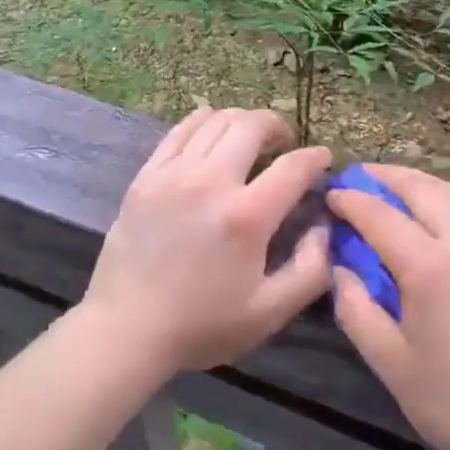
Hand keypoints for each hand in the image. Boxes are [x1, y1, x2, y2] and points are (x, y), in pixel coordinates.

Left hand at [84, 106, 332, 374]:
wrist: (127, 328)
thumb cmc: (202, 324)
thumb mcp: (270, 312)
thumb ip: (310, 269)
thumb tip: (322, 226)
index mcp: (246, 216)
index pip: (293, 167)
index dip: (315, 157)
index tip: (323, 158)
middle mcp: (211, 181)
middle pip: (252, 125)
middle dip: (277, 126)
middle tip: (283, 144)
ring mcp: (174, 173)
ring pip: (216, 120)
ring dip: (242, 122)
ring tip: (249, 139)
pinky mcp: (147, 174)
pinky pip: (181, 129)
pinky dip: (204, 122)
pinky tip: (212, 136)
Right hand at [328, 165, 449, 449]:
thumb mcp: (389, 362)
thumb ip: (356, 307)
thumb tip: (342, 267)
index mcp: (430, 266)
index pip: (379, 214)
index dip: (350, 200)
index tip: (330, 195)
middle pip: (420, 188)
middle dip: (384, 176)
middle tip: (357, 177)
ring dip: (419, 181)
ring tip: (394, 186)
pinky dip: (448, 195)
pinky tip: (437, 211)